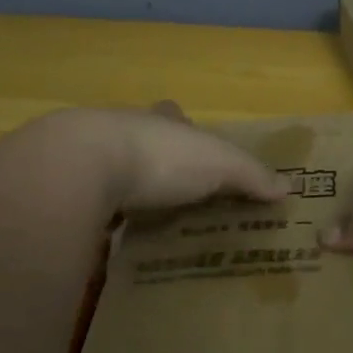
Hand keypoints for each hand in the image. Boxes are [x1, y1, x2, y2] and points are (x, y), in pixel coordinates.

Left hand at [48, 103, 290, 213]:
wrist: (81, 167)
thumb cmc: (161, 156)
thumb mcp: (219, 163)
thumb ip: (251, 175)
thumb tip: (288, 188)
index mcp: (160, 122)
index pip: (174, 117)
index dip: (183, 127)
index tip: (191, 144)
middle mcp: (123, 133)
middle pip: (142, 140)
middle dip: (155, 159)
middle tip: (171, 190)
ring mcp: (88, 160)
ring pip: (112, 170)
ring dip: (125, 188)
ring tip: (144, 217)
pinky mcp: (64, 191)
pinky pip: (88, 203)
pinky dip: (99, 216)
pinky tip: (109, 236)